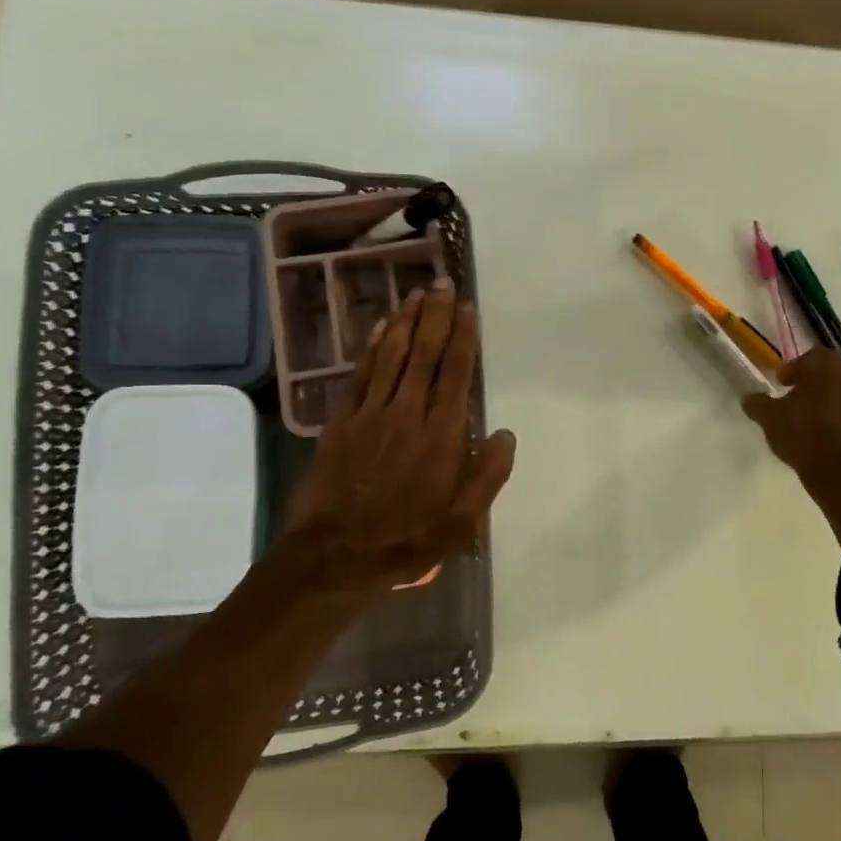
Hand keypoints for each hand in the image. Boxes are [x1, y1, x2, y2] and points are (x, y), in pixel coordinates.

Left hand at [281, 282, 516, 596]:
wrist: (334, 556)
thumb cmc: (407, 540)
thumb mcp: (462, 522)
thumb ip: (488, 476)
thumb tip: (505, 432)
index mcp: (442, 436)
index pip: (456, 373)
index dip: (463, 337)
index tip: (468, 307)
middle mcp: (408, 414)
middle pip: (424, 354)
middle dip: (436, 315)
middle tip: (443, 284)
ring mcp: (371, 414)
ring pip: (392, 355)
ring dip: (406, 321)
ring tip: (417, 293)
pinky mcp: (342, 422)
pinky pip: (361, 374)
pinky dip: (373, 346)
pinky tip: (382, 326)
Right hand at [741, 348, 840, 473]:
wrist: (839, 470)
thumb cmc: (802, 431)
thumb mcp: (769, 416)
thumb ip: (758, 403)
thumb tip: (751, 399)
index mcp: (828, 367)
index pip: (811, 356)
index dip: (793, 368)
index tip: (781, 383)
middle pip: (830, 375)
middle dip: (811, 385)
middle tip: (792, 400)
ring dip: (827, 405)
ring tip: (807, 423)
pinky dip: (838, 426)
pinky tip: (823, 442)